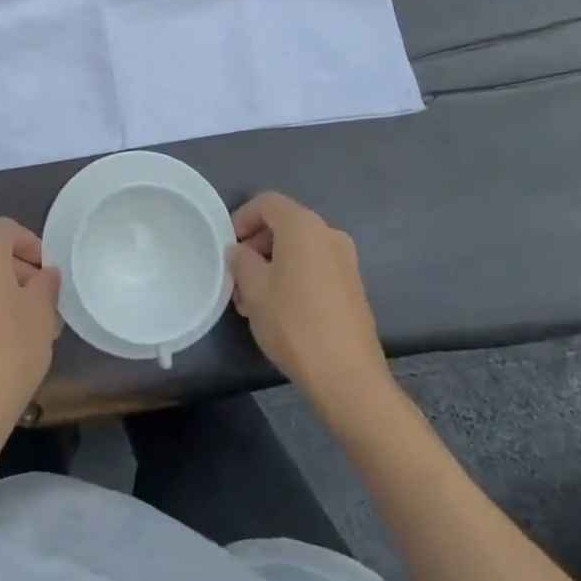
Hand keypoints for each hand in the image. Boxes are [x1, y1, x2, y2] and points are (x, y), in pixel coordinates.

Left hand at [0, 218, 61, 438]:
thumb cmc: (11, 347)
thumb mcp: (43, 310)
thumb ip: (47, 283)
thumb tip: (45, 275)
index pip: (7, 230)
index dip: (32, 245)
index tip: (50, 273)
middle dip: (23, 273)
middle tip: (49, 302)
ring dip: (9, 295)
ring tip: (38, 327)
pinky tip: (14, 343)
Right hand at [228, 192, 394, 414]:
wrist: (348, 378)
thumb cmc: (294, 323)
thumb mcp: (253, 288)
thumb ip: (241, 260)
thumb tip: (240, 252)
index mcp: (304, 226)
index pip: (266, 202)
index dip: (242, 218)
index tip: (228, 246)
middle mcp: (329, 234)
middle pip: (284, 224)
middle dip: (256, 244)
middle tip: (237, 275)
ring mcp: (346, 262)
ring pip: (299, 249)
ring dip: (273, 264)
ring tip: (253, 298)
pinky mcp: (353, 288)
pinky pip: (315, 268)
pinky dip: (294, 276)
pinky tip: (279, 309)